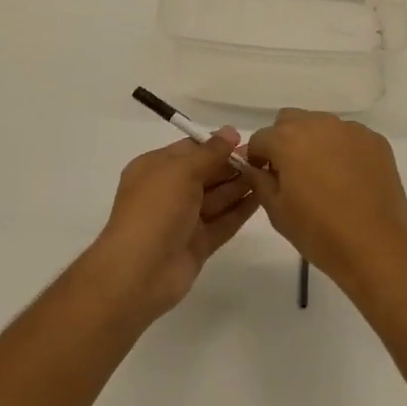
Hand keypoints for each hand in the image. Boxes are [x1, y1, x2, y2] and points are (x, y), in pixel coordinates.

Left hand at [86, 132, 258, 322]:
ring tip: (267, 174)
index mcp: (155, 169)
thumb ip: (209, 152)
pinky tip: (261, 198)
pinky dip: (240, 210)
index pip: (189, 150)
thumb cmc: (155, 210)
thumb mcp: (180, 171)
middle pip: (205, 173)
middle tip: (262, 157)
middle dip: (231, 165)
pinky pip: (222, 222)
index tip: (244, 140)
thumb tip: (230, 131)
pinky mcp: (198, 244)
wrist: (139, 273)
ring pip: (216, 198)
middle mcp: (168, 192)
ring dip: (239, 185)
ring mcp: (183, 220)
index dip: (215, 145)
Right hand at [243, 110, 406, 297]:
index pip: (260, 138)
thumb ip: (259, 181)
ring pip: (320, 125)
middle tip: (291, 174)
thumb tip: (254, 167)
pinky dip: (342, 150)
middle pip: (289, 121)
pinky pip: (348, 137)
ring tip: (324, 177)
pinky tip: (350, 179)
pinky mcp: (375, 140)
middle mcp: (318, 123)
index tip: (263, 177)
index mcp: (288, 139)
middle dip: (284, 141)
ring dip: (314, 142)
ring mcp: (350, 129)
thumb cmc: (320, 232)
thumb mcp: (277, 211)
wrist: (377, 248)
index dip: (257, 158)